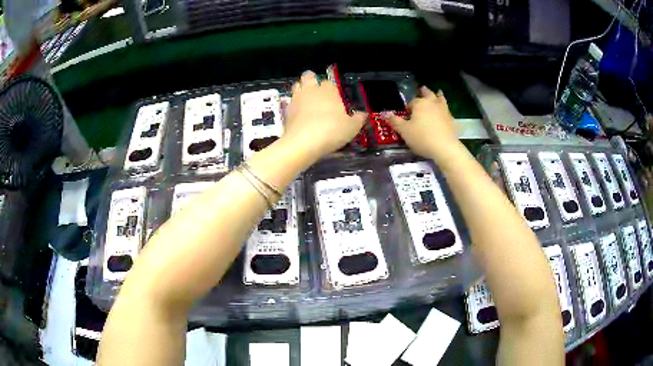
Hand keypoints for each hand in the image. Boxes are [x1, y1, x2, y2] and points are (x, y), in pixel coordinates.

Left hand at [283, 71, 365, 161]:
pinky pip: (290, 101)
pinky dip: (294, 104)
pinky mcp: (287, 110)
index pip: (328, 82)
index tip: (334, 98)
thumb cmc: (332, 131)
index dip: (330, 88)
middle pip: (308, 76)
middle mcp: (311, 90)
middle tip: (316, 91)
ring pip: (297, 85)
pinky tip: (299, 114)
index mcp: (328, 90)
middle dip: (311, 80)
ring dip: (301, 89)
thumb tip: (362, 114)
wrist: (304, 142)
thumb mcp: (352, 127)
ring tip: (306, 100)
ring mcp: (297, 98)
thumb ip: (358, 119)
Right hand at [388, 86, 459, 160]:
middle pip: (428, 94)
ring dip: (438, 96)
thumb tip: (385, 114)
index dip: (408, 107)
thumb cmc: (422, 138)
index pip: (412, 102)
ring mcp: (444, 111)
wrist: (445, 148)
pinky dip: (445, 110)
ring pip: (441, 100)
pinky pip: (448, 112)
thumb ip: (394, 121)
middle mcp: (433, 104)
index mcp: (420, 104)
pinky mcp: (452, 121)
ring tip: (438, 93)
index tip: (406, 114)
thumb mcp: (404, 131)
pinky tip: (445, 113)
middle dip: (424, 91)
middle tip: (422, 88)